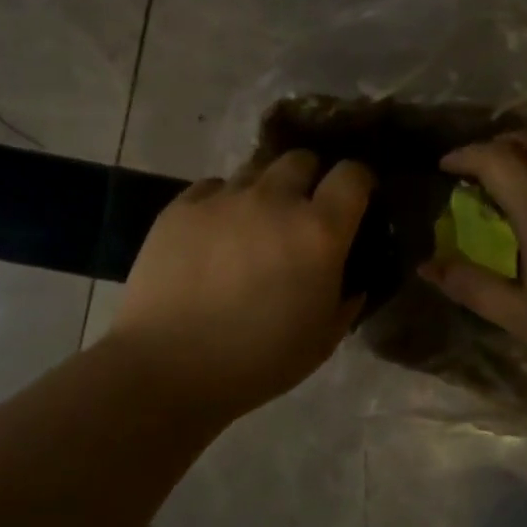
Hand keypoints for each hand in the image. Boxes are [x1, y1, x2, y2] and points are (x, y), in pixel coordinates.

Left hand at [107, 150, 375, 419]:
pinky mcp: (181, 206)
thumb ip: (346, 300)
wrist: (167, 367)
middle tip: (302, 212)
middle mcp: (274, 200)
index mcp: (319, 232)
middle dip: (310, 179)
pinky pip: (213, 187)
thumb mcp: (322, 340)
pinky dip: (223, 202)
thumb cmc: (257, 361)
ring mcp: (224, 199)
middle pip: (302, 159)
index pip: (353, 175)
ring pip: (256, 170)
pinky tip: (215, 233)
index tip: (355, 200)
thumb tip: (352, 281)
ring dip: (266, 190)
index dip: (358, 182)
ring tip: (255, 223)